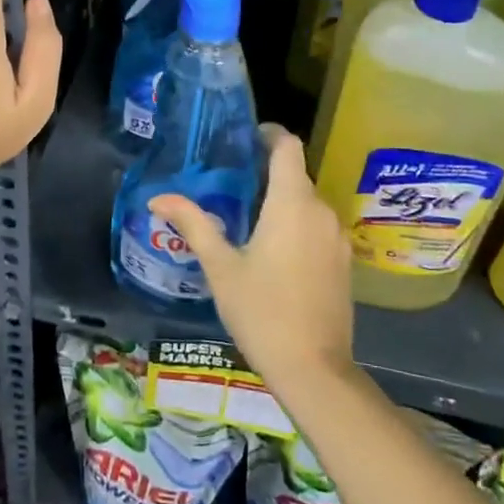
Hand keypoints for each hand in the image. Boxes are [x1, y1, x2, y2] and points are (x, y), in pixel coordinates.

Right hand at [151, 124, 354, 390]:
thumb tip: (158, 198)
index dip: (269, 134)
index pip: (288, 147)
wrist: (314, 369)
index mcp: (292, 203)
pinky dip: (297, 225)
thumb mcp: (220, 267)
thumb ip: (193, 224)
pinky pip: (318, 227)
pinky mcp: (344, 263)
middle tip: (230, 182)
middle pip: (296, 175)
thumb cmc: (262, 311)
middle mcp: (321, 211)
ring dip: (282, 201)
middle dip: (266, 172)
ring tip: (247, 217)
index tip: (245, 138)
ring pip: (308, 203)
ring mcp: (338, 238)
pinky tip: (273, 251)